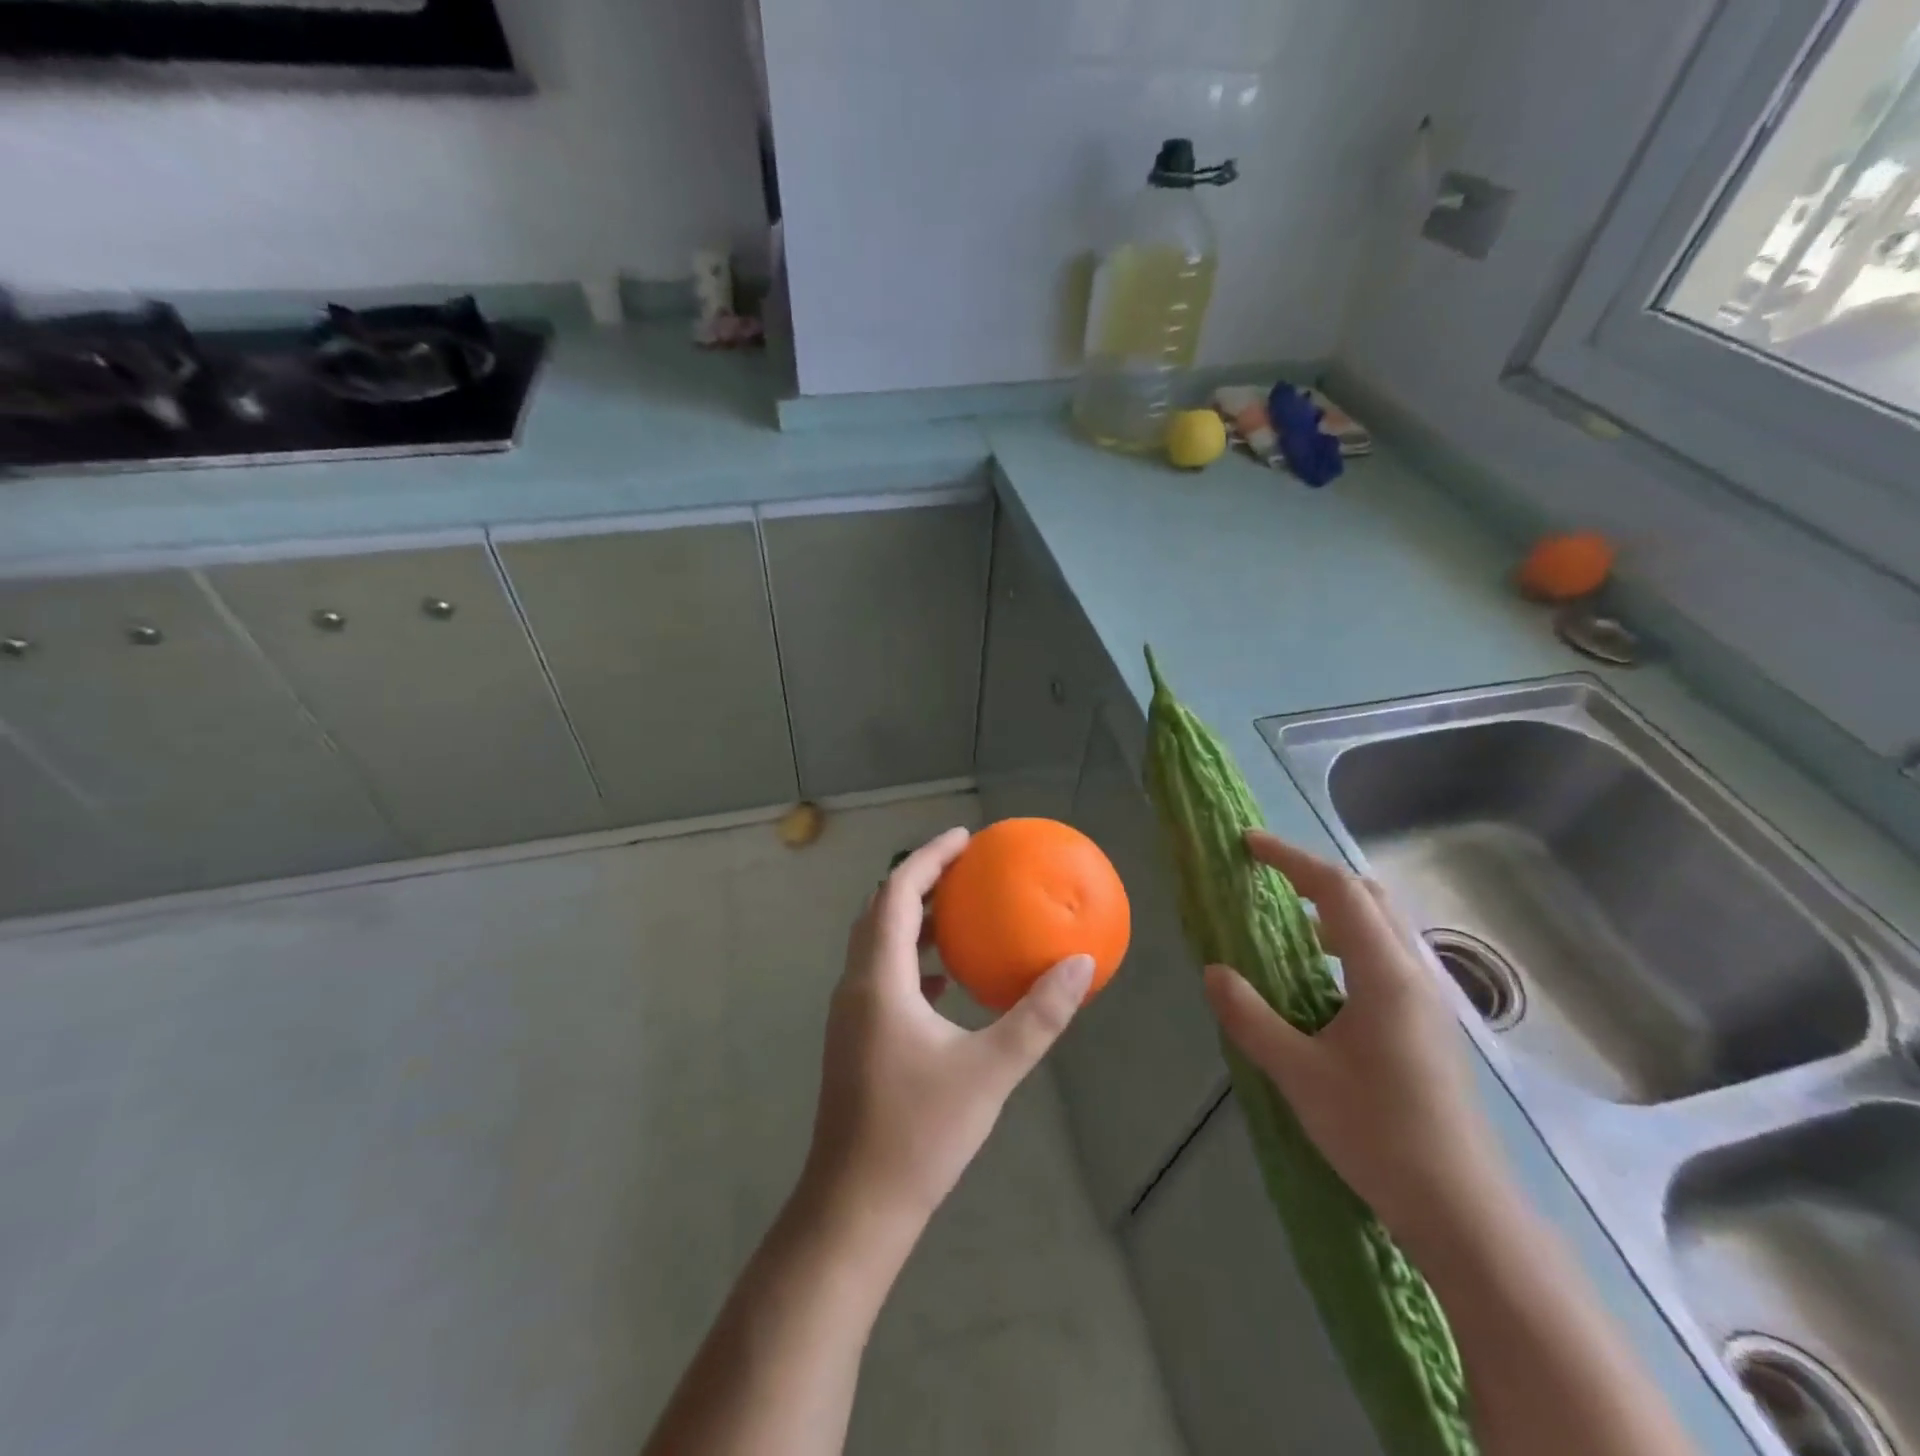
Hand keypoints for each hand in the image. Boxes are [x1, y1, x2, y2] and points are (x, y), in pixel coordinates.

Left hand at [801, 827, 1094, 1240]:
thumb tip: (1080, 965)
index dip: (928, 858)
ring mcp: (851, 1015)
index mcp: (878, 980)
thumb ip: (1037, 1017)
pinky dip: (914, 960)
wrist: (855, 1208)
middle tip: (966, 866)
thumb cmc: (919, 1134)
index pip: (897, 894)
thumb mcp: (989, 1071)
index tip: (965, 838)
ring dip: (915, 919)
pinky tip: (946, 981)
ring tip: (961, 912)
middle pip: (882, 911)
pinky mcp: (856, 1039)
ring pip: (879, 944)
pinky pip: (884, 976)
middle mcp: (856, 986)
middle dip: (921, 879)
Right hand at [1202, 831, 1510, 1256]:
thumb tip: (1214, 971)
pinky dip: (1349, 940)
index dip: (1290, 859)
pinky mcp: (1430, 1024)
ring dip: (1335, 908)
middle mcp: (1413, 973)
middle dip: (1316, 875)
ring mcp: (1429, 999)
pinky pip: (1387, 956)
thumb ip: (1250, 1017)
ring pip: (1383, 925)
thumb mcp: (1298, 1074)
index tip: (1248, 844)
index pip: (1337, 889)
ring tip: (1288, 924)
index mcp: (1383, 973)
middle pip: (1368, 896)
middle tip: (1267, 878)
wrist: (1462, 1209)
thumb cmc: (1378, 1133)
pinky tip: (1322, 979)